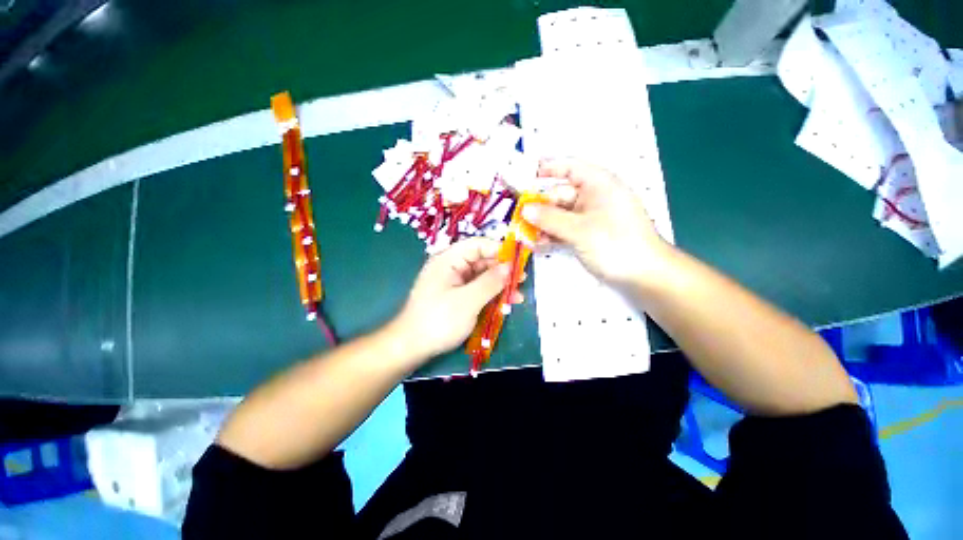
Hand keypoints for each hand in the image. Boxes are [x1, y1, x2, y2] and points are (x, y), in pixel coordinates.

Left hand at [391, 238, 521, 359]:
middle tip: (522, 280)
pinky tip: (506, 303)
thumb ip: (490, 282)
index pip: (478, 244)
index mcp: (449, 259)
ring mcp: (455, 282)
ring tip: (518, 295)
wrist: (412, 347)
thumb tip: (510, 267)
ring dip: (500, 284)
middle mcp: (452, 266)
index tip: (519, 260)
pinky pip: (478, 289)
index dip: (499, 249)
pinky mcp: (457, 295)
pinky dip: (492, 294)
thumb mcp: (468, 301)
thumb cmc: (438, 320)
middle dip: (503, 270)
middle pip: (482, 260)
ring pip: (483, 276)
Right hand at [522, 158, 673, 287]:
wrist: (644, 275)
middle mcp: (593, 198)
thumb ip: (550, 219)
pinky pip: (564, 230)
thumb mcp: (580, 230)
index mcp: (598, 185)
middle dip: (538, 206)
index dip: (547, 168)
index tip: (524, 175)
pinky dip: (551, 235)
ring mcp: (590, 218)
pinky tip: (537, 244)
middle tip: (517, 217)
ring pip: (559, 215)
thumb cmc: (616, 244)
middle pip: (559, 195)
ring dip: (542, 224)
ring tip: (524, 235)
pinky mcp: (587, 235)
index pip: (569, 167)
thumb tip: (524, 209)